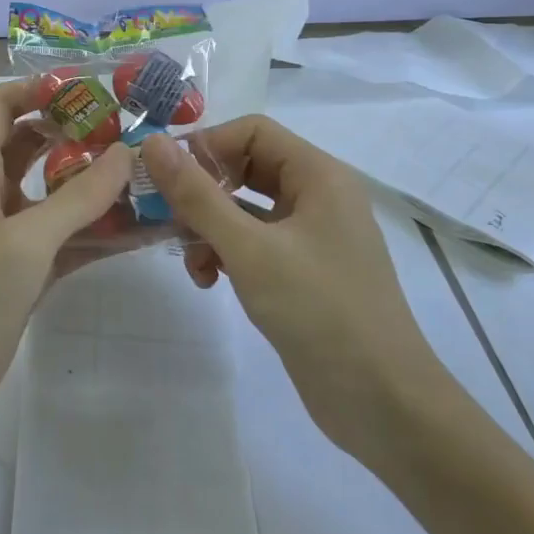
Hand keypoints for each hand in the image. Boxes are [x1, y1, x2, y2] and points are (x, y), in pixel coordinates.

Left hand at [0, 79, 132, 452]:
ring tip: (149, 178)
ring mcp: (3, 237)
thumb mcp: (24, 243)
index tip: (95, 89)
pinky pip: (62, 241)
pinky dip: (95, 234)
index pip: (1, 106)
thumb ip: (78, 197)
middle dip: (77, 135)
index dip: (40, 89)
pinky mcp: (19, 275)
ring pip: (52, 196)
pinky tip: (140, 233)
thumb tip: (126, 152)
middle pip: (31, 146)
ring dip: (94, 188)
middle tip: (134, 133)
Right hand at [139, 117, 449, 452]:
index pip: (252, 131)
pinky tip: (209, 281)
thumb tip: (152, 143)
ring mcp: (312, 236)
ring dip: (210, 227)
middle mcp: (318, 196)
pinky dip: (227, 254)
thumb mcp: (249, 249)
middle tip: (168, 218)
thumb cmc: (319, 311)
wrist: (382, 403)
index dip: (207, 146)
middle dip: (204, 191)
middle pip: (246, 167)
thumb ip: (197, 195)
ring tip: (191, 261)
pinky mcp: (303, 271)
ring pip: (246, 209)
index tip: (168, 179)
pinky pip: (255, 243)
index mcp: (318, 175)